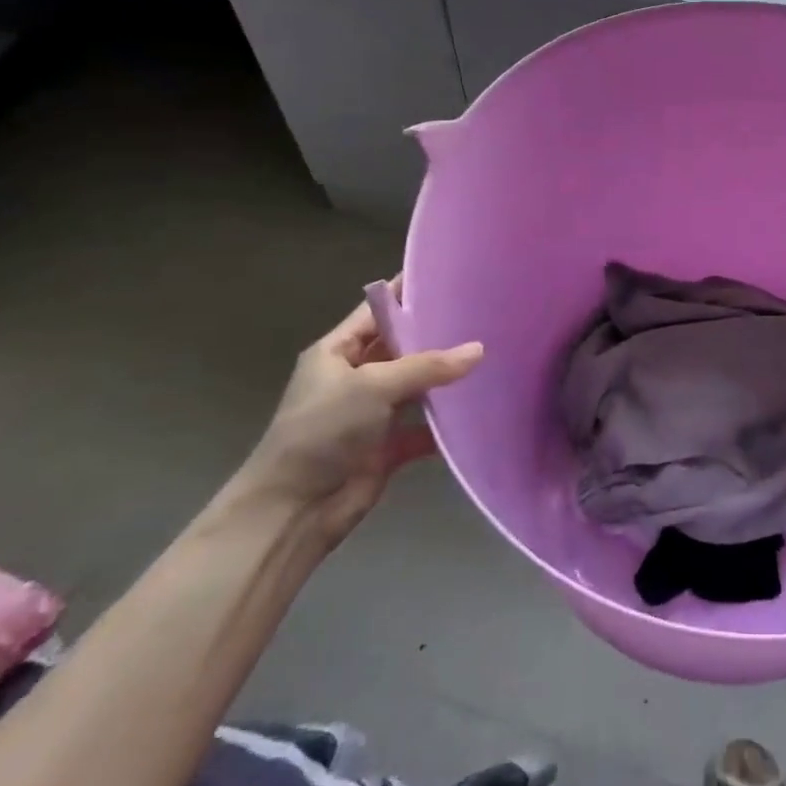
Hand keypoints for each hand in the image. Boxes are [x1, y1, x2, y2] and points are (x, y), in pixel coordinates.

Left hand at [228, 295, 482, 543]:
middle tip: (483, 315)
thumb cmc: (322, 431)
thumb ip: (427, 366)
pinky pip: (423, 428)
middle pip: (401, 348)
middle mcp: (354, 377)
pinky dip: (445, 424)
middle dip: (436, 336)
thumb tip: (479, 349)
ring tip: (492, 356)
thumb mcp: (373, 386)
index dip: (406, 293)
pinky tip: (478, 409)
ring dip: (445, 380)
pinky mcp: (387, 447)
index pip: (376, 311)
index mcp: (336, 352)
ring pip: (416, 387)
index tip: (448, 275)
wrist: (293, 510)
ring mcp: (372, 414)